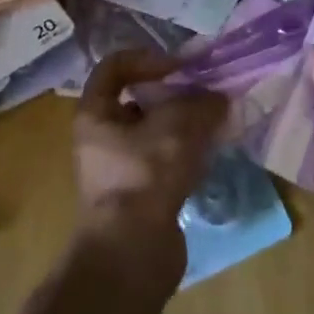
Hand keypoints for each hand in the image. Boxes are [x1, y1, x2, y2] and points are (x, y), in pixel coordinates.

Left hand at [74, 51, 227, 252]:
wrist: (132, 255)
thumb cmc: (146, 175)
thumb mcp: (180, 126)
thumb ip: (203, 104)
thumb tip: (218, 99)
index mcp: (95, 113)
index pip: (116, 66)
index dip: (149, 58)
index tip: (181, 67)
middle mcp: (101, 138)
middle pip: (139, 100)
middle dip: (175, 94)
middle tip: (207, 94)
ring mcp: (119, 170)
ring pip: (155, 132)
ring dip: (184, 125)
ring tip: (215, 123)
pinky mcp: (139, 196)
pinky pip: (163, 162)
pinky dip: (186, 155)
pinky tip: (210, 155)